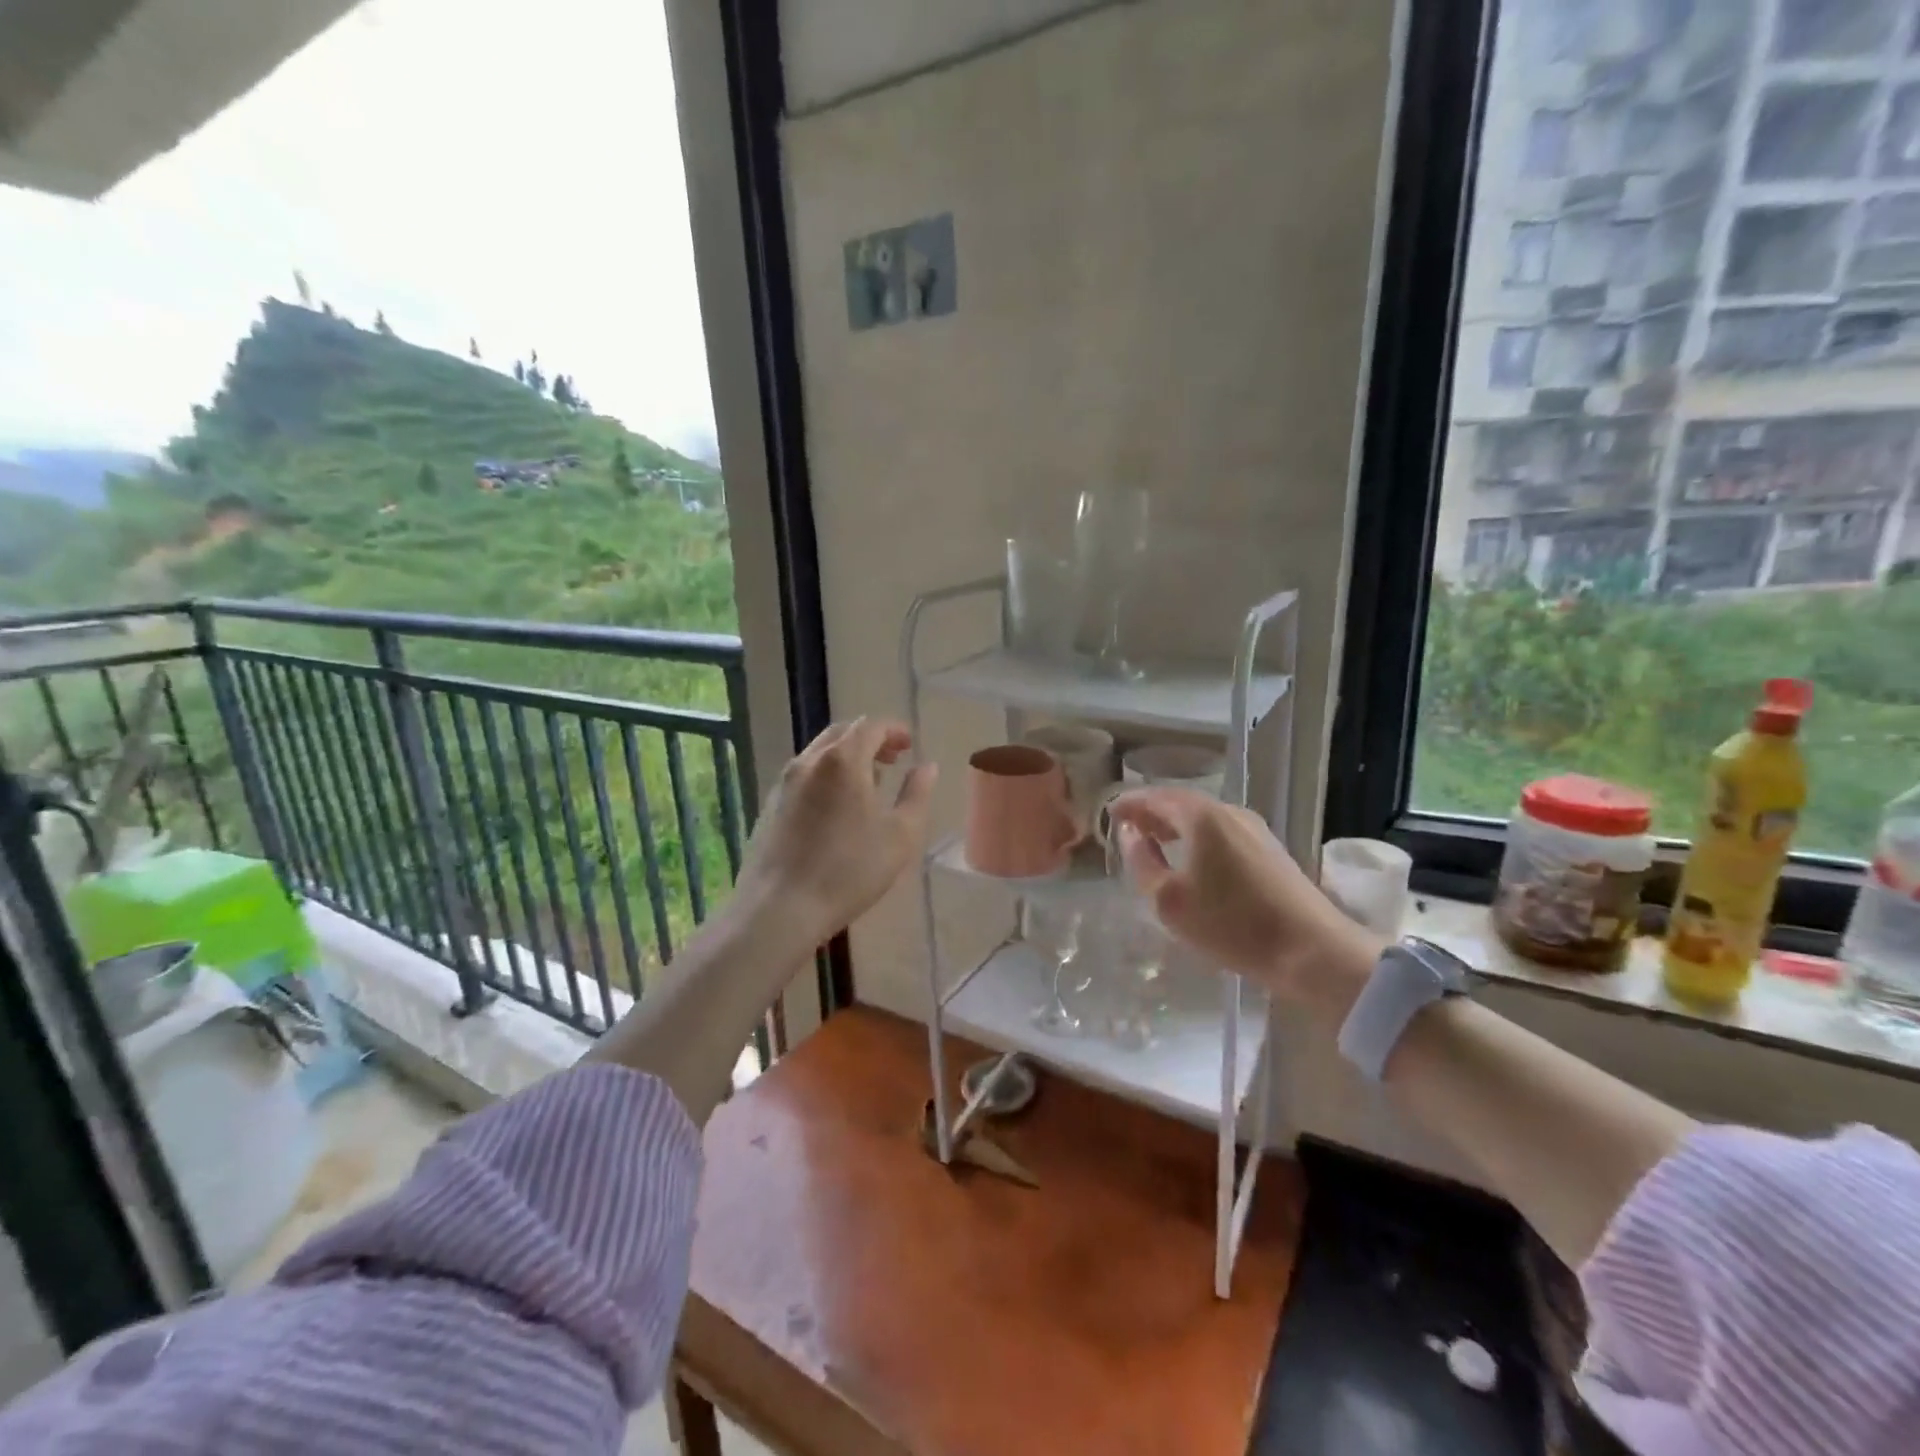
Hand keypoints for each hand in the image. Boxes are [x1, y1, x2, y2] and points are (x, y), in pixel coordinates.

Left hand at [733, 717, 935, 945]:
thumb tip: (927, 767)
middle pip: (842, 733)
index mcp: (843, 760)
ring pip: (819, 753)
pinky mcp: (770, 805)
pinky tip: (837, 806)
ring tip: (869, 782)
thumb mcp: (900, 835)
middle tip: (892, 758)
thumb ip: (917, 794)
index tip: (910, 744)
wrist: (780, 908)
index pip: (870, 727)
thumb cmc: (849, 870)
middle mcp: (809, 761)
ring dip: (847, 757)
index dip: (893, 730)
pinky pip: (804, 775)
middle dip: (870, 739)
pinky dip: (826, 775)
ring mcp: (784, 782)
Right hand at [1110, 789, 1381, 1017]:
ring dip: (1175, 824)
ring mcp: (1253, 828)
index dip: (1129, 803)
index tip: (1109, 813)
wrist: (1310, 950)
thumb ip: (1142, 862)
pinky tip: (1191, 857)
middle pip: (1180, 802)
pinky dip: (1196, 835)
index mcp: (1201, 817)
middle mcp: (1228, 812)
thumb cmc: (1231, 924)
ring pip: (1202, 816)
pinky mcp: (1268, 849)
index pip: (1155, 797)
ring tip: (1154, 840)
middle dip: (1152, 811)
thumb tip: (1131, 835)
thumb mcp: (1169, 900)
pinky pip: (1220, 830)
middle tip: (1127, 826)